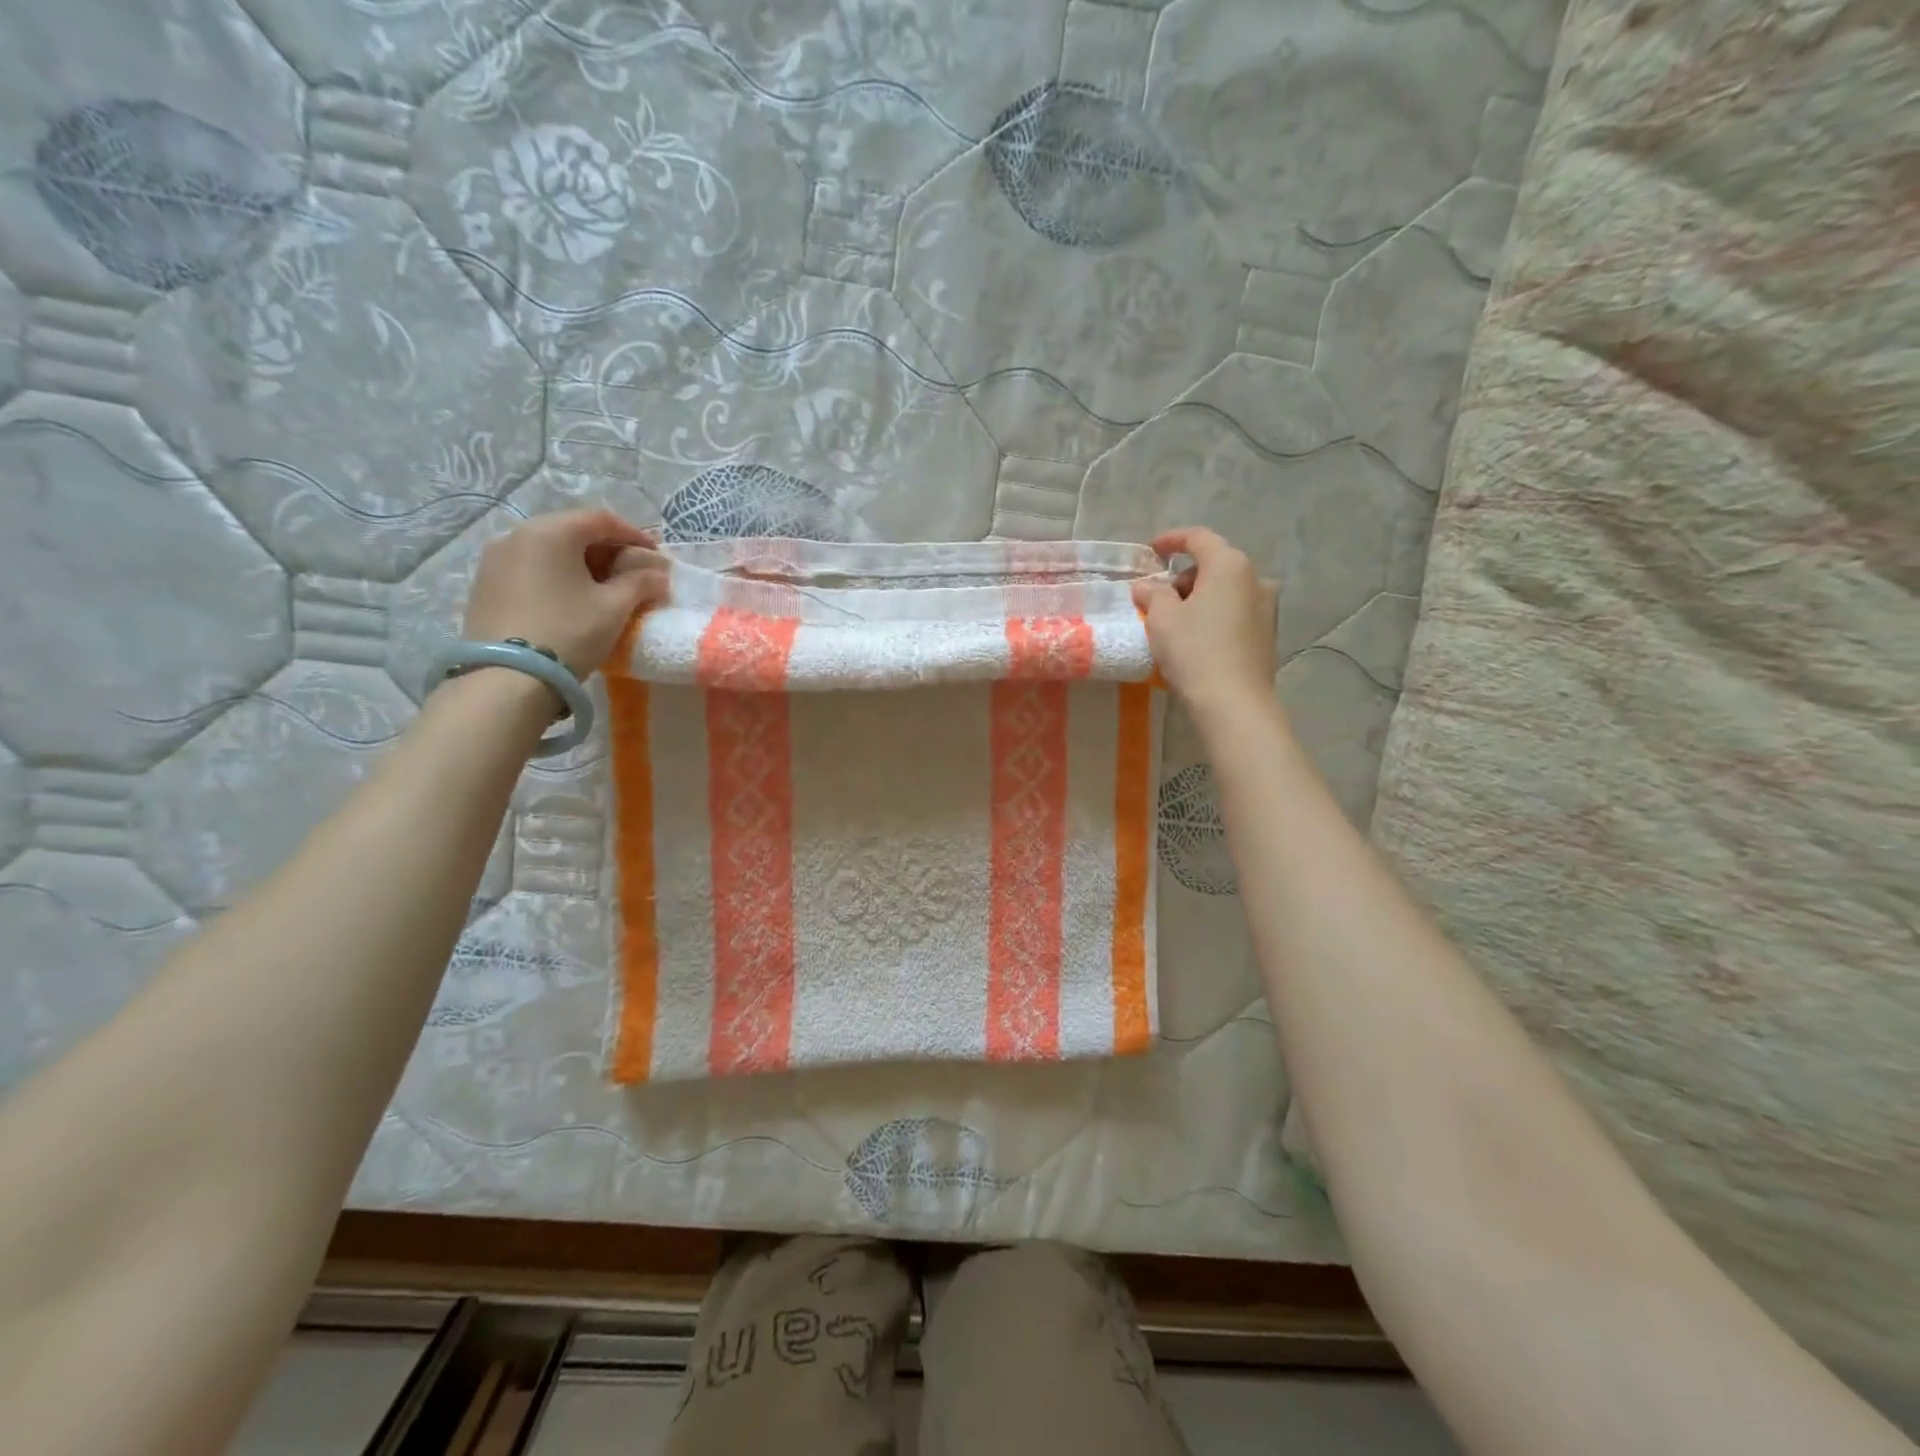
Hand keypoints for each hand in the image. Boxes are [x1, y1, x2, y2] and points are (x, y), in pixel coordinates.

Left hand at [462, 509, 668, 677]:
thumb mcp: (615, 607)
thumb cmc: (569, 632)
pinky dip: (557, 576)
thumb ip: (641, 583)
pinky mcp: (485, 586)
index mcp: (550, 532)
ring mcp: (495, 561)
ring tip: (604, 588)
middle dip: (608, 550)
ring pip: (550, 551)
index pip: (601, 520)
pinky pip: (531, 569)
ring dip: (582, 564)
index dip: (635, 534)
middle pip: (572, 532)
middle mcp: (517, 536)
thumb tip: (659, 574)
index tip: (656, 555)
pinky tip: (571, 600)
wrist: (507, 678)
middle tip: (633, 572)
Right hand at [1132, 527, 1277, 720]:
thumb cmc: (1194, 651)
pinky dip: (1215, 614)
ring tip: (1177, 622)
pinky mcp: (1268, 632)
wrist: (1234, 702)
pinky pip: (1236, 611)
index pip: (1198, 538)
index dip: (1171, 540)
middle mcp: (1255, 577)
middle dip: (1184, 576)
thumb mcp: (1162, 618)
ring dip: (1200, 597)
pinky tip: (1198, 638)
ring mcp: (1267, 606)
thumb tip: (1147, 586)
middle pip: (1214, 564)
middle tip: (1159, 598)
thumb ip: (1152, 594)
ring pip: (1226, 589)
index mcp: (1229, 565)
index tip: (1151, 551)